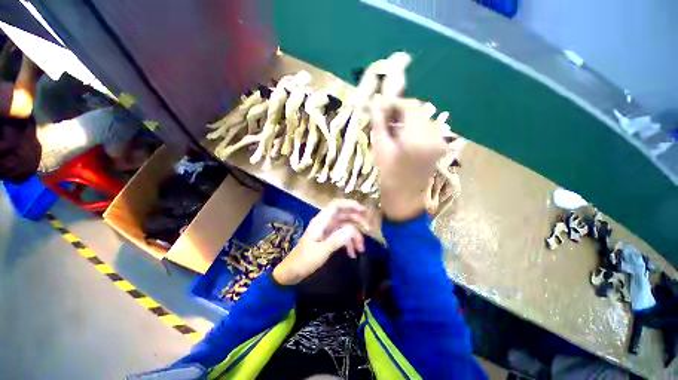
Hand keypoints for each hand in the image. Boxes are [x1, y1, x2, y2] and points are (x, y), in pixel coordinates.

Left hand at [273, 199, 367, 285]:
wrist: (291, 273)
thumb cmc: (304, 261)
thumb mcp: (322, 251)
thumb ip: (337, 239)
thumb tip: (353, 229)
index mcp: (321, 221)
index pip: (336, 205)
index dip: (350, 204)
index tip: (364, 210)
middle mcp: (325, 223)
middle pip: (344, 215)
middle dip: (357, 221)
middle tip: (369, 229)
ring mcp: (326, 231)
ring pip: (345, 227)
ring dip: (354, 236)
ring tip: (361, 249)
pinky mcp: (328, 239)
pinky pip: (342, 236)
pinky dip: (348, 243)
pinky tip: (353, 254)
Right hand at [370, 97, 446, 220]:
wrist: (405, 193)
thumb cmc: (389, 173)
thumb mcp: (380, 148)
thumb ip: (379, 124)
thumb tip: (376, 105)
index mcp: (417, 137)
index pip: (410, 107)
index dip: (396, 102)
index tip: (383, 104)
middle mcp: (432, 136)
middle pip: (418, 112)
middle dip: (401, 110)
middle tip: (386, 115)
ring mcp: (438, 141)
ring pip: (423, 119)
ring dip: (408, 118)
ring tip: (393, 124)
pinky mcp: (439, 146)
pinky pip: (427, 128)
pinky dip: (414, 126)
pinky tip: (403, 133)